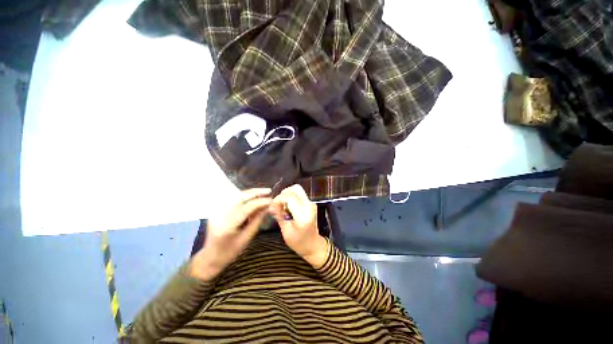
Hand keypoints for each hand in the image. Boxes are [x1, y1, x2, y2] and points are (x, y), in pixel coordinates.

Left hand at [190, 188, 271, 279]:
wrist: (210, 257)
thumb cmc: (230, 252)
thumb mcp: (246, 238)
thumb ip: (257, 221)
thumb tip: (267, 207)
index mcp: (227, 226)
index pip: (246, 208)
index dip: (260, 202)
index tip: (271, 200)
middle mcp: (220, 215)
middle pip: (239, 197)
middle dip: (255, 192)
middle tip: (268, 191)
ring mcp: (217, 211)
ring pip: (236, 195)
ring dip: (251, 193)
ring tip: (263, 192)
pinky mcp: (217, 209)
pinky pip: (233, 199)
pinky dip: (245, 196)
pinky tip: (253, 197)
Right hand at [269, 185, 328, 267]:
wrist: (313, 245)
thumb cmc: (299, 242)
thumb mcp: (286, 231)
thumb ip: (279, 215)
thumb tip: (270, 205)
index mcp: (303, 216)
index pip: (290, 198)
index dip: (279, 199)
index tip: (272, 205)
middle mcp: (309, 206)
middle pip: (296, 189)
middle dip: (283, 194)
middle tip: (277, 204)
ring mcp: (311, 203)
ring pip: (298, 190)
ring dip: (287, 194)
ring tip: (282, 206)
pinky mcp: (310, 203)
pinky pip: (299, 194)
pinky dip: (291, 197)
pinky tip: (287, 207)